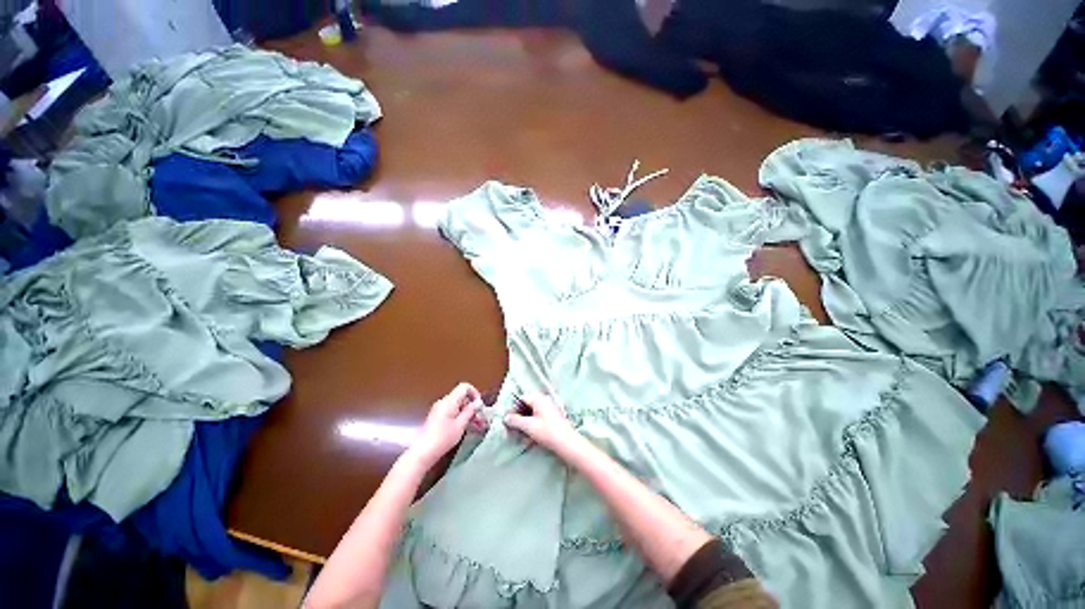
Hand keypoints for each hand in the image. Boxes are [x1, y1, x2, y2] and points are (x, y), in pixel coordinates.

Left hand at [407, 383, 484, 468]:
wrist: (423, 452)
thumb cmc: (443, 438)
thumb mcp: (460, 425)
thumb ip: (470, 411)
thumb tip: (477, 402)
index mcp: (449, 401)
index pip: (464, 387)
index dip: (474, 393)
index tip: (479, 405)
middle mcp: (443, 402)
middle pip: (461, 396)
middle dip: (471, 405)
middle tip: (478, 418)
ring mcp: (438, 409)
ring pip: (456, 404)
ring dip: (466, 411)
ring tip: (472, 424)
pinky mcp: (436, 416)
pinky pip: (451, 410)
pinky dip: (458, 415)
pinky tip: (462, 427)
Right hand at [504, 394, 583, 458]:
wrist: (568, 443)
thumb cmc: (548, 432)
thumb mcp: (529, 427)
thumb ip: (515, 421)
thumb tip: (505, 417)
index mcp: (539, 399)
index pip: (521, 398)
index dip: (513, 408)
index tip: (507, 420)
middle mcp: (544, 400)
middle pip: (527, 405)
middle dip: (519, 417)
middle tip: (512, 429)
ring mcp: (549, 409)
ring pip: (532, 413)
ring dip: (525, 424)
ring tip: (521, 436)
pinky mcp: (553, 418)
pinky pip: (539, 418)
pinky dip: (533, 426)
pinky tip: (530, 439)